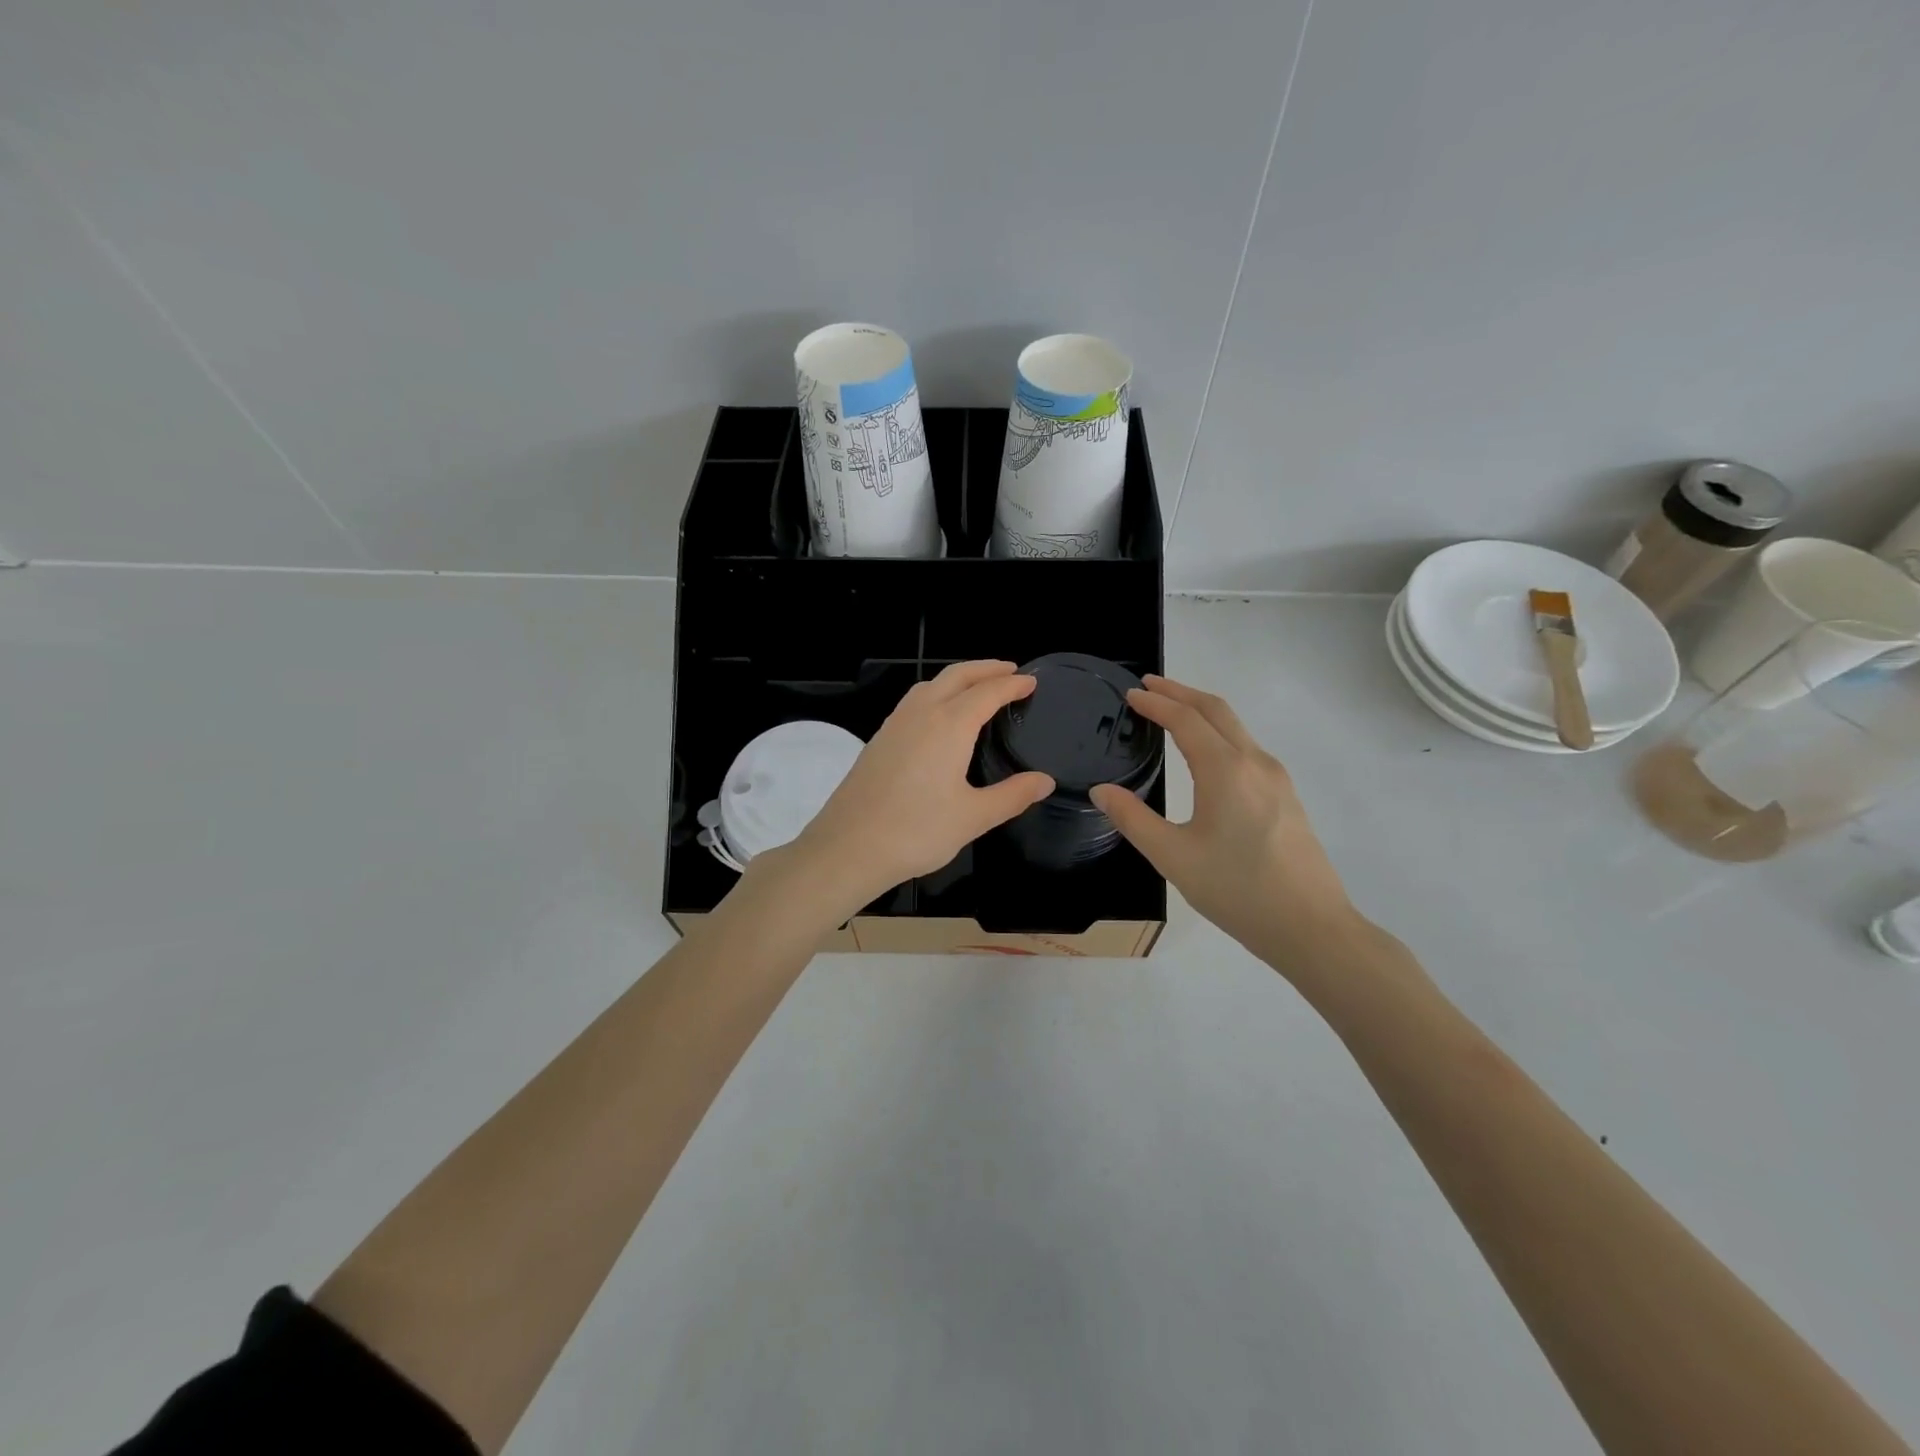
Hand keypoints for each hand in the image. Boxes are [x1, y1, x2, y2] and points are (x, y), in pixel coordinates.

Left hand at [783, 661, 1053, 917]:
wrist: (848, 847)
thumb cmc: (916, 831)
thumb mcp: (973, 817)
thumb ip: (1012, 796)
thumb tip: (1044, 781)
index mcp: (949, 725)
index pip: (987, 693)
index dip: (1012, 685)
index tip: (1031, 682)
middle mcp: (921, 714)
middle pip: (957, 676)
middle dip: (985, 668)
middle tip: (1010, 671)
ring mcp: (895, 724)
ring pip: (930, 685)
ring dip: (958, 677)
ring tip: (977, 687)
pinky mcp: (879, 739)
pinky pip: (913, 701)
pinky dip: (936, 693)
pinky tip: (938, 716)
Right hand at [1090, 676, 1364, 972]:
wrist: (1311, 927)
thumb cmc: (1237, 890)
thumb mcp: (1173, 856)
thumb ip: (1133, 819)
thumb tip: (1102, 790)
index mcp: (1225, 770)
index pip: (1186, 719)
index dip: (1156, 703)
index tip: (1130, 695)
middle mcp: (1255, 762)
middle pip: (1216, 710)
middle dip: (1180, 692)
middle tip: (1148, 686)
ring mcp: (1276, 778)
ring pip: (1236, 727)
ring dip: (1202, 711)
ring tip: (1172, 713)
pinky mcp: (1286, 796)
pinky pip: (1247, 748)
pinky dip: (1219, 733)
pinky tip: (1206, 754)